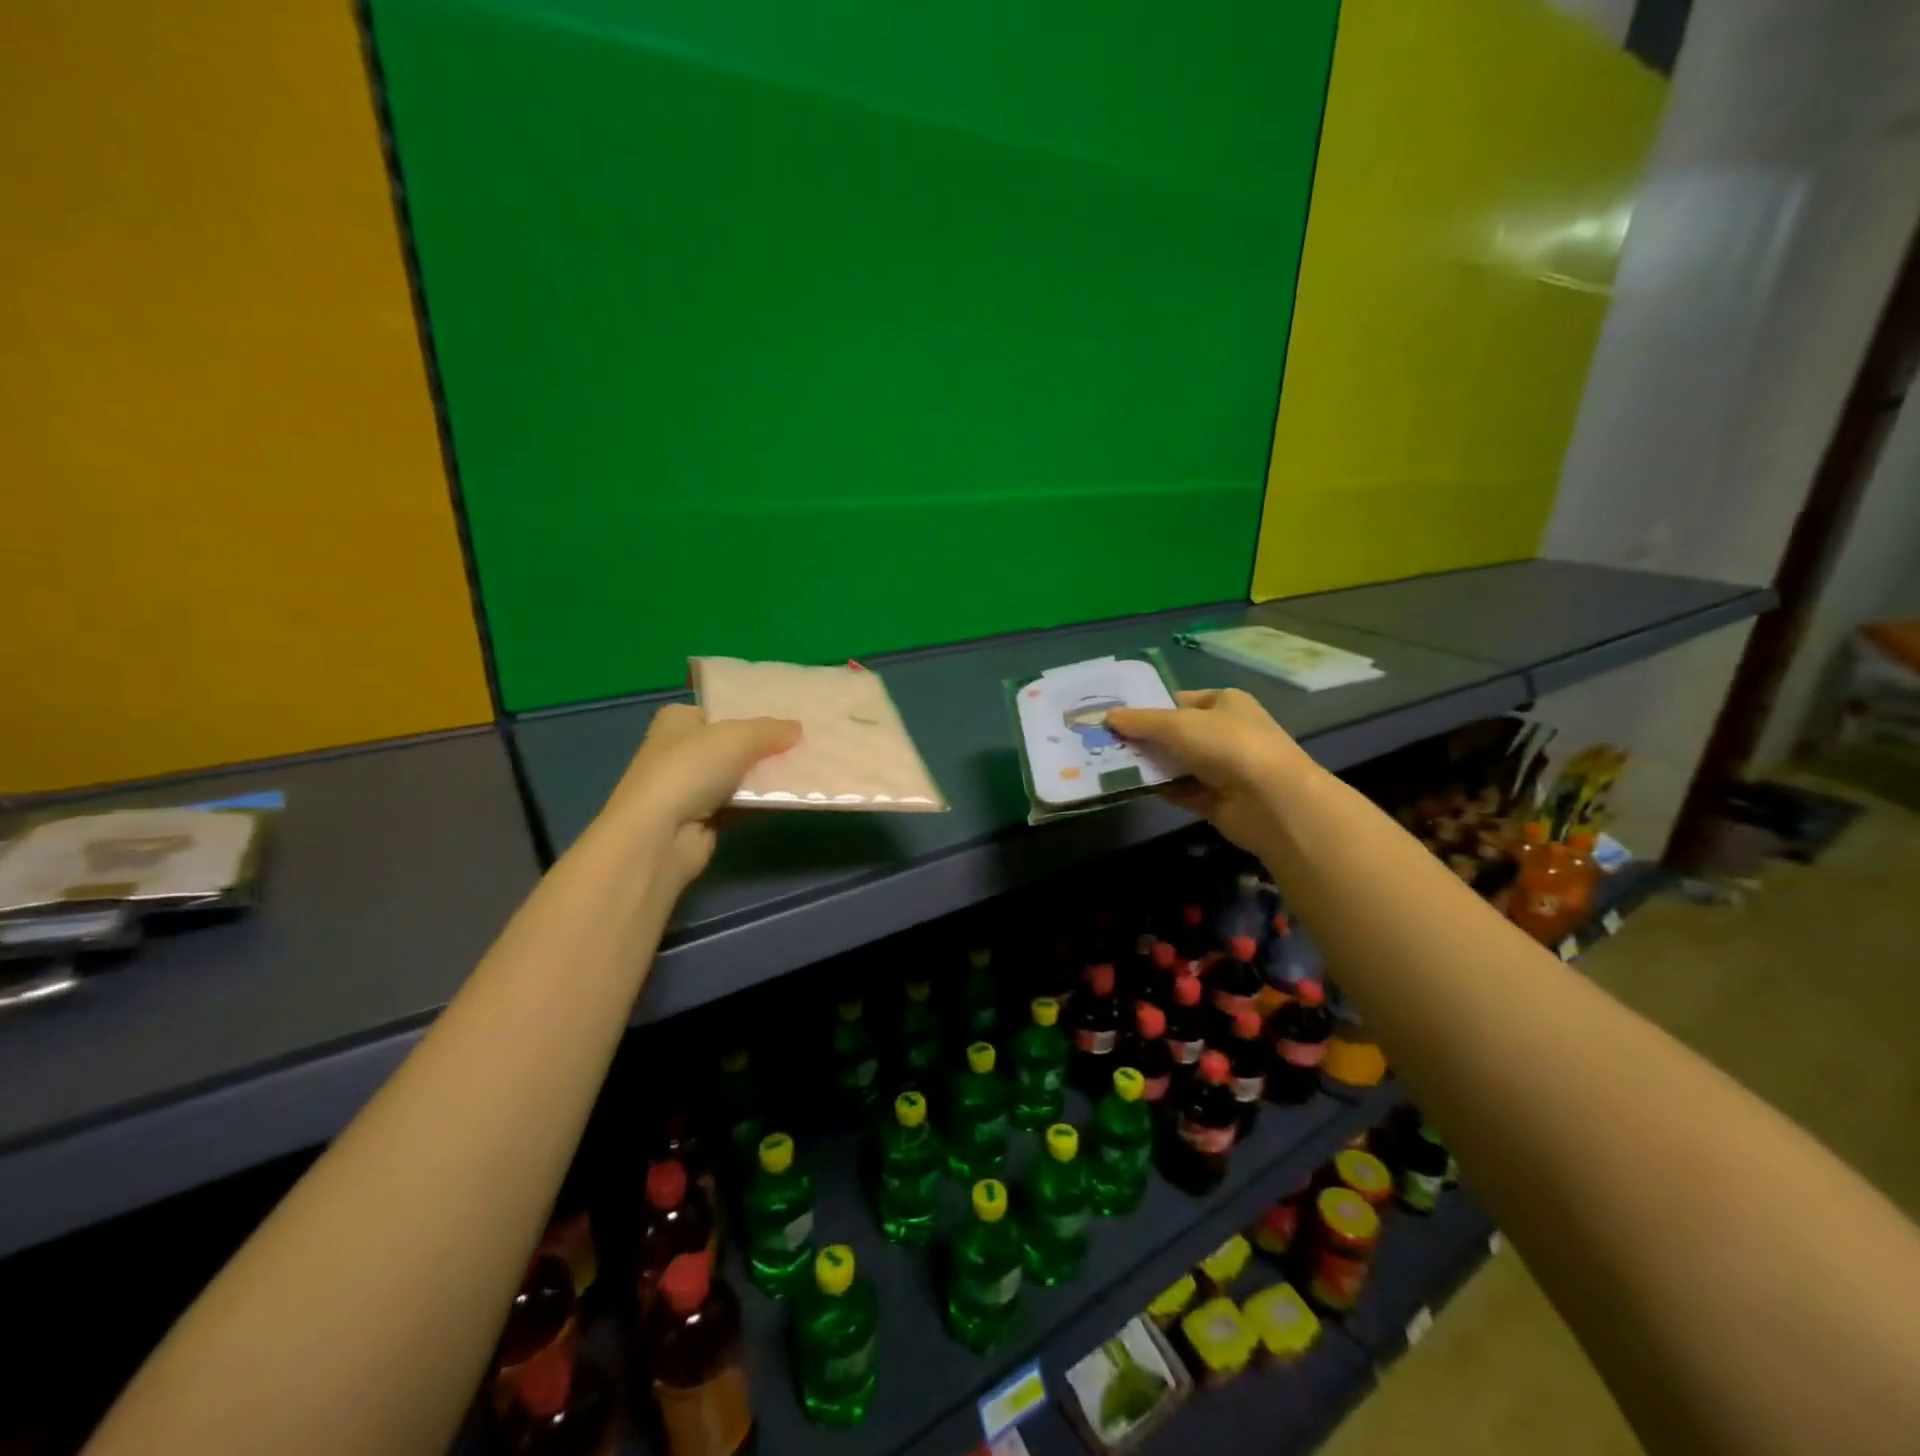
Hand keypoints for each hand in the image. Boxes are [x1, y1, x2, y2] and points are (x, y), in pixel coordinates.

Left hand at [599, 704, 800, 889]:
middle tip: (805, 743)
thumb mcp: (737, 737)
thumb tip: (798, 728)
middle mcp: (681, 751)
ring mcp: (690, 788)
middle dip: (766, 746)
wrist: (660, 836)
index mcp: (678, 720)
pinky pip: (741, 804)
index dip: (752, 714)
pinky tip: (792, 797)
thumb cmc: (691, 770)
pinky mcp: (703, 819)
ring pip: (740, 776)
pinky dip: (762, 802)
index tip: (788, 718)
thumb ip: (771, 730)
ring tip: (807, 768)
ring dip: (767, 776)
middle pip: (733, 745)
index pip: (720, 712)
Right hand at [1106, 689, 1317, 854]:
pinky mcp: (1217, 800)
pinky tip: (1134, 787)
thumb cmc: (1228, 746)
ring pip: (1176, 763)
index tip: (1115, 717)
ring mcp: (1223, 768)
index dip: (1148, 707)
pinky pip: (1182, 791)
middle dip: (1144, 738)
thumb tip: (1107, 716)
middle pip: (1175, 733)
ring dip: (1150, 765)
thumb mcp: (1178, 725)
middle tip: (1105, 742)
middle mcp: (1225, 732)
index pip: (1179, 700)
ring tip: (1110, 764)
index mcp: (1224, 703)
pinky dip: (1162, 789)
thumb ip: (1141, 722)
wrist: (1272, 801)